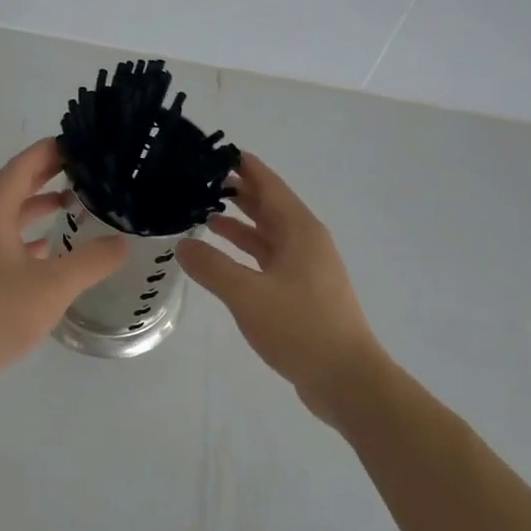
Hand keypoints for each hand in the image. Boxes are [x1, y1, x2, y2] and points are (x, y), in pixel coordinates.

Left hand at [0, 139, 126, 399]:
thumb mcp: (53, 286)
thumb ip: (91, 260)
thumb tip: (122, 242)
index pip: (23, 166)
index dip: (51, 151)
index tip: (83, 143)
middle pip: (14, 186)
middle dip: (48, 175)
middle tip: (87, 168)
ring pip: (7, 215)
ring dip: (38, 206)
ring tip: (75, 204)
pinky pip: (1, 240)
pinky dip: (26, 236)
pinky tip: (48, 250)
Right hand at [178, 153, 383, 425]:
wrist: (347, 379)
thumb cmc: (300, 328)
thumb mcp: (247, 295)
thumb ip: (211, 267)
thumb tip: (182, 244)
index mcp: (299, 230)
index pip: (268, 184)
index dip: (243, 166)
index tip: (214, 151)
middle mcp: (305, 241)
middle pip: (268, 205)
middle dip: (237, 191)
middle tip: (198, 180)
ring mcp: (306, 268)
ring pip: (268, 233)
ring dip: (239, 222)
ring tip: (203, 211)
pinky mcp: (302, 292)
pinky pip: (268, 258)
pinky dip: (245, 251)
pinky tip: (222, 256)